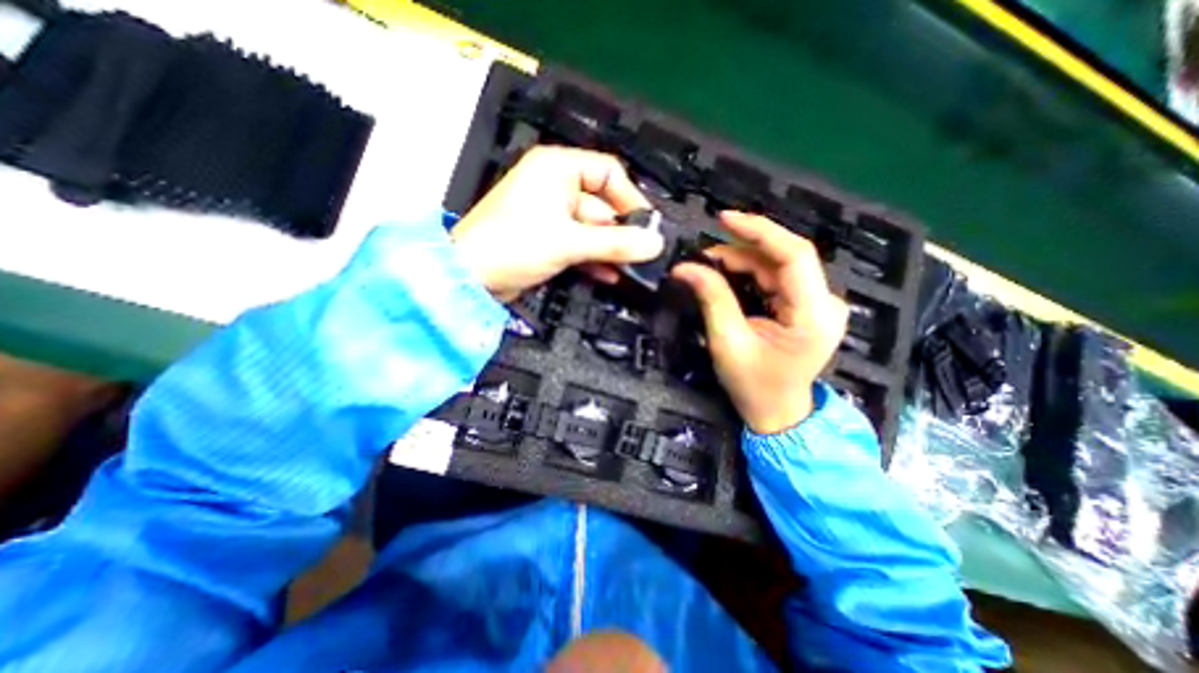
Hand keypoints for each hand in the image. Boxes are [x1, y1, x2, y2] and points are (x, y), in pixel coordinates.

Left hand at [449, 149, 660, 305]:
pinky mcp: (547, 239)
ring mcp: (551, 215)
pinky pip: (579, 244)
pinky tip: (611, 276)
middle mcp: (555, 186)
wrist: (470, 277)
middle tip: (643, 256)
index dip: (631, 199)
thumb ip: (615, 243)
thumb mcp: (570, 242)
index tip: (648, 226)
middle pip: (602, 206)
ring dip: (610, 250)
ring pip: (592, 229)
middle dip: (621, 233)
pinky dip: (593, 259)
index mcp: (558, 169)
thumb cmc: (515, 245)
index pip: (608, 173)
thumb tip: (656, 244)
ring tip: (631, 270)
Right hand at [671, 213, 846, 434]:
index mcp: (813, 315)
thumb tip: (685, 268)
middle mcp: (825, 303)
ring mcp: (818, 304)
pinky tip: (727, 274)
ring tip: (709, 266)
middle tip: (703, 256)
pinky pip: (777, 278)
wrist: (777, 412)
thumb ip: (712, 298)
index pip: (794, 255)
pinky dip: (750, 273)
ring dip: (742, 261)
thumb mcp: (728, 342)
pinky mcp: (807, 306)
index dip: (760, 231)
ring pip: (778, 266)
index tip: (724, 219)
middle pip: (784, 258)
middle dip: (742, 250)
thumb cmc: (754, 385)